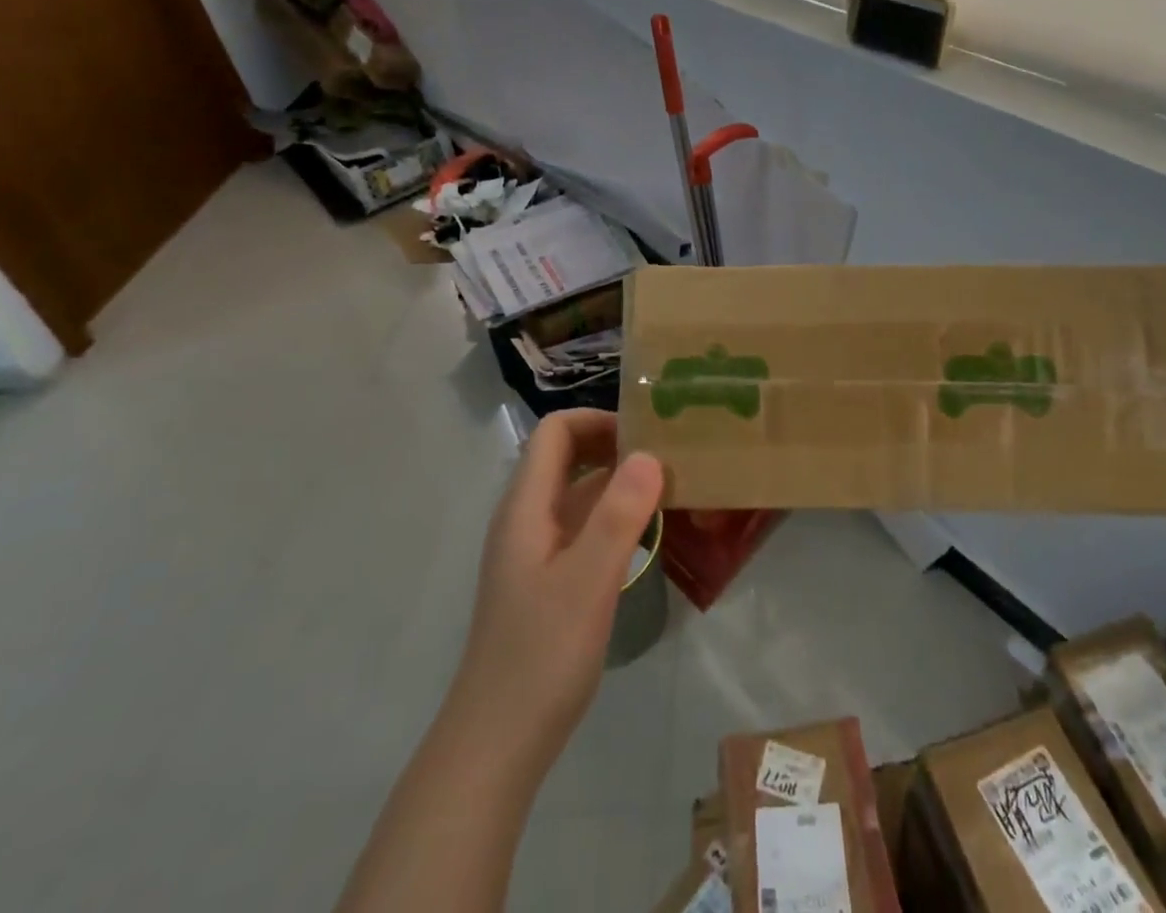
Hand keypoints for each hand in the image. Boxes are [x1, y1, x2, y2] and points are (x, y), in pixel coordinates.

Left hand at [450, 409, 663, 777]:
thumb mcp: (588, 582)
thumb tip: (650, 454)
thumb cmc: (541, 657)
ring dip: (618, 481)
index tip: (647, 435)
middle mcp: (527, 518)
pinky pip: (582, 526)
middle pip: (566, 456)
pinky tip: (648, 533)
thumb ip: (619, 515)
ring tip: (669, 487)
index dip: (599, 420)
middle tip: (667, 456)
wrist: (496, 745)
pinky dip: (613, 516)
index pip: (556, 432)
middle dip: (614, 445)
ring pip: (577, 492)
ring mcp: (535, 551)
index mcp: (526, 507)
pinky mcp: (548, 580)